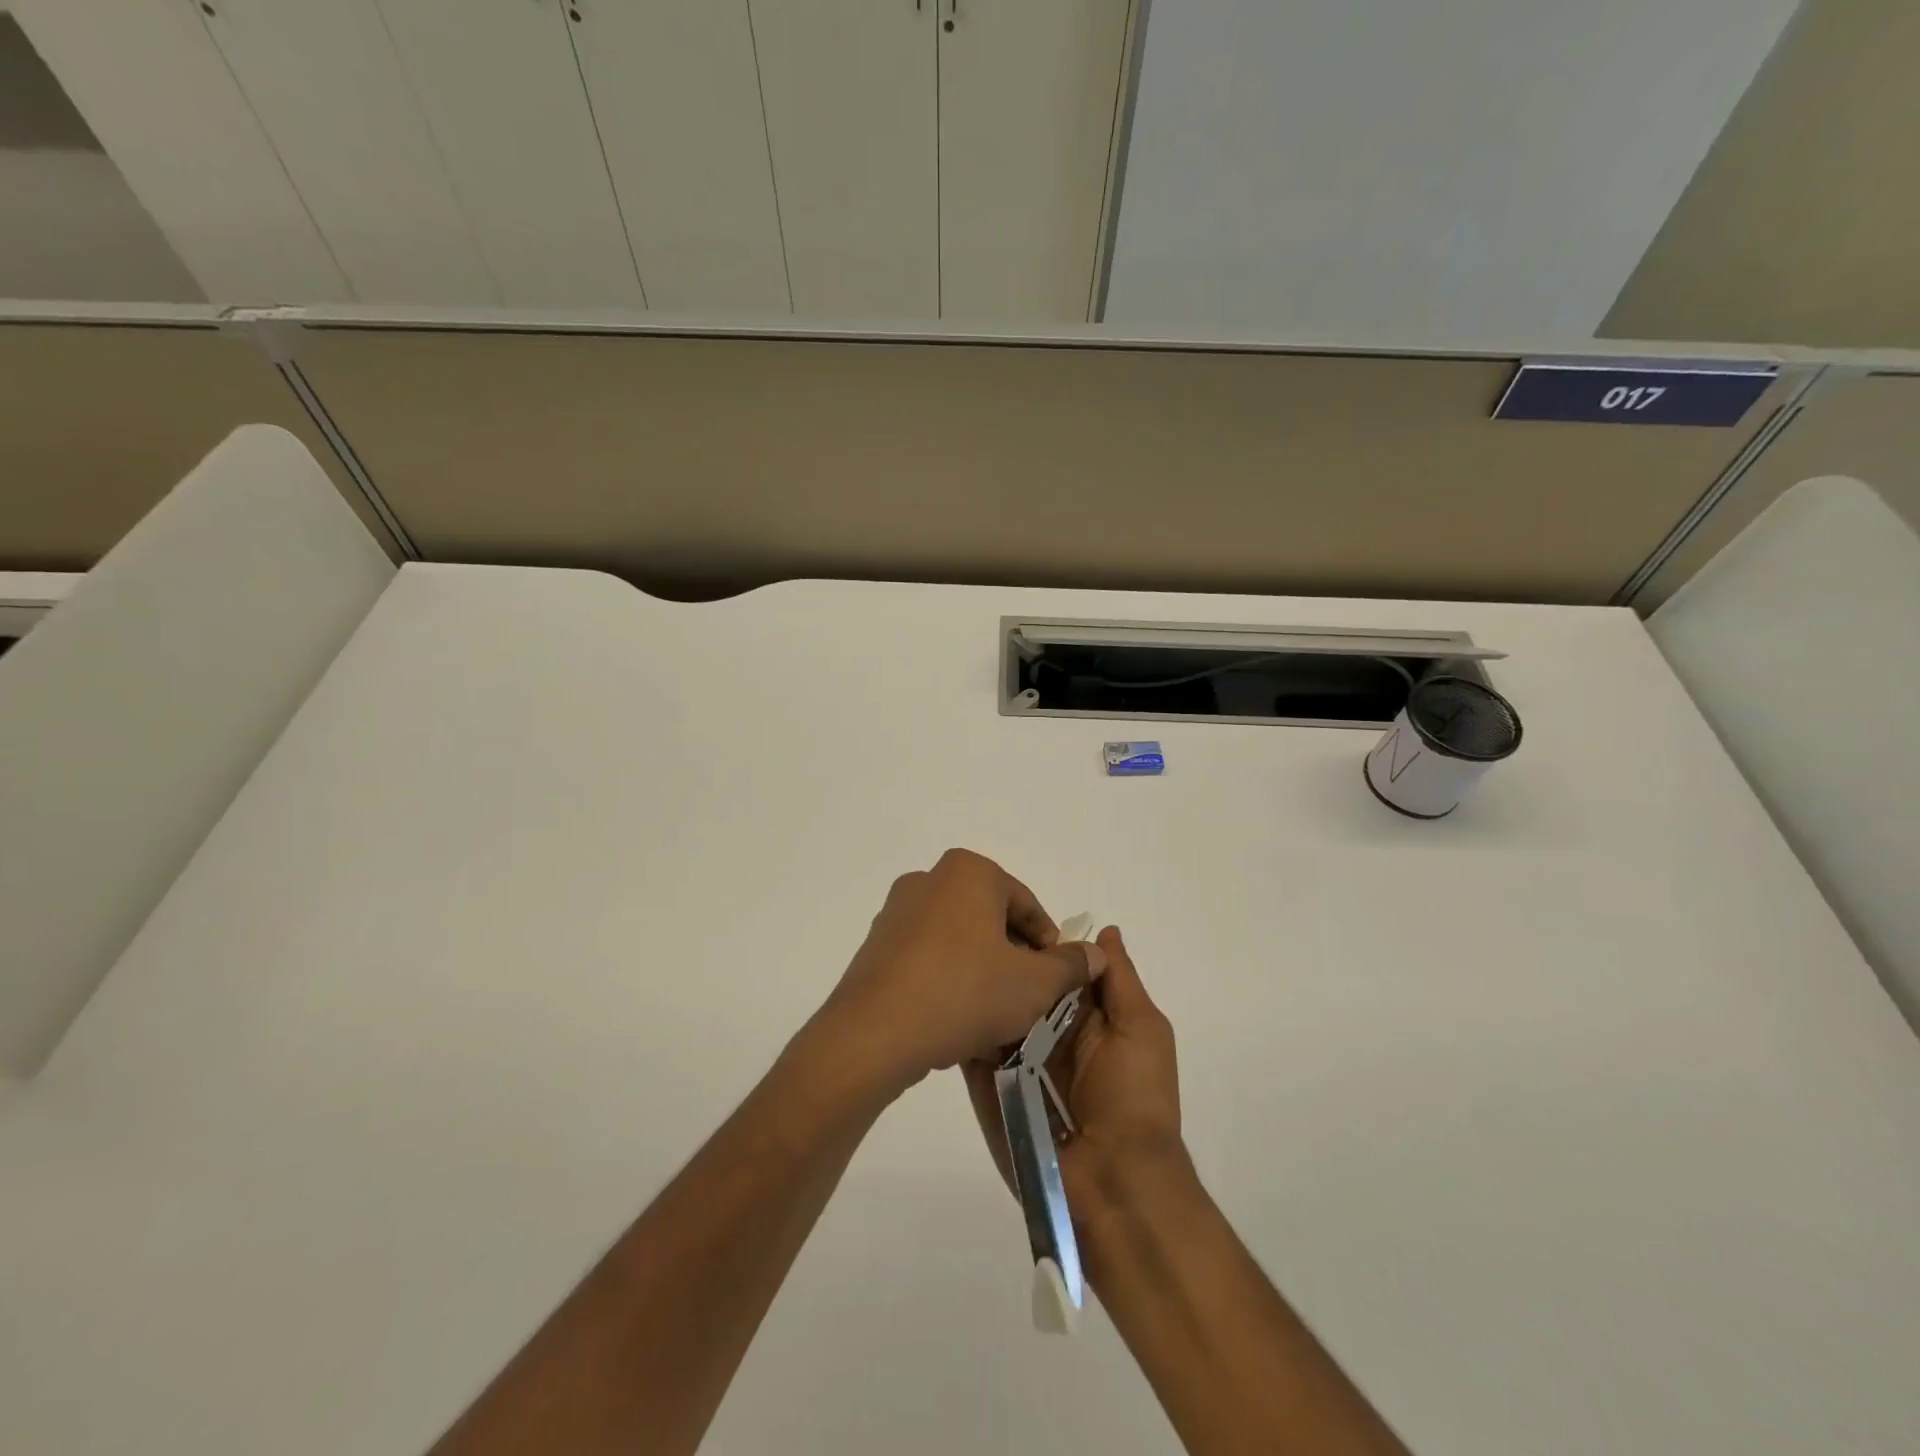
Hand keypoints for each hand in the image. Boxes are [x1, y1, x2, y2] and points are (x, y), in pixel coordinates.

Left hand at [816, 849, 1105, 1098]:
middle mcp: (930, 880)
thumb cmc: (964, 993)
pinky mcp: (877, 945)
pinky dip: (948, 979)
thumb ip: (1070, 965)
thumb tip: (1097, 953)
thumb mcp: (1034, 983)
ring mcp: (897, 912)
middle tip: (1030, 999)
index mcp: (969, 872)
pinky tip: (958, 1019)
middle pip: (990, 919)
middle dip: (1014, 957)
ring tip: (996, 1015)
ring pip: (958, 940)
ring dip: (982, 971)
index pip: (1026, 905)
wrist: (875, 1032)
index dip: (1049, 944)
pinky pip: (927, 957)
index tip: (1057, 981)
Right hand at [963, 925, 1186, 1221]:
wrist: (1114, 1184)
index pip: (1057, 968)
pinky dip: (961, 1029)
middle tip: (971, 931)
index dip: (1038, 942)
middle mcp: (1048, 1035)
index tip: (1009, 913)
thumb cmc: (1135, 1097)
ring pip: (993, 1014)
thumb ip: (1120, 979)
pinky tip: (940, 999)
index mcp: (1087, 1018)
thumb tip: (1104, 932)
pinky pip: (973, 1053)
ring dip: (978, 992)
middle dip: (1003, 964)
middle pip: (1021, 987)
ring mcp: (1016, 1062)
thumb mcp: (1141, 1028)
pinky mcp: (991, 1089)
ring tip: (948, 958)